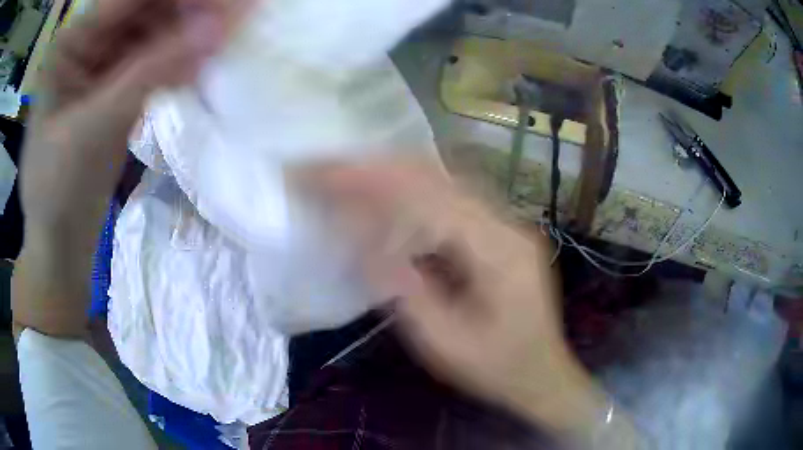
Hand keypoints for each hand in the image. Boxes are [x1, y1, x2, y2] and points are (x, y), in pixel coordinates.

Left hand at [21, 0, 243, 235]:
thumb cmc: (57, 192)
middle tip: (238, 18)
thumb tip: (219, 30)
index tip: (230, 3)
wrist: (58, 242)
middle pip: (148, 8)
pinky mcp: (118, 86)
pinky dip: (182, 59)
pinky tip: (205, 63)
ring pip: (157, 31)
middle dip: (191, 11)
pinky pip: (156, 59)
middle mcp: (88, 42)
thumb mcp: (95, 128)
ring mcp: (103, 63)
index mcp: (72, 42)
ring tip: (228, 39)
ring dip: (191, 34)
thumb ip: (152, 74)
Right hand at [298, 161, 614, 435]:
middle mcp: (508, 225)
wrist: (542, 374)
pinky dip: (414, 188)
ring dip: (394, 171)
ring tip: (349, 170)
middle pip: (437, 178)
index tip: (327, 174)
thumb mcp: (445, 343)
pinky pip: (452, 198)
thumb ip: (405, 291)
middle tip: (331, 165)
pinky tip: (387, 190)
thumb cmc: (497, 368)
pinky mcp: (500, 233)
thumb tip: (363, 243)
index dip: (373, 183)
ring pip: (445, 181)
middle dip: (378, 168)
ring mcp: (507, 225)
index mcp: (500, 251)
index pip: (428, 200)